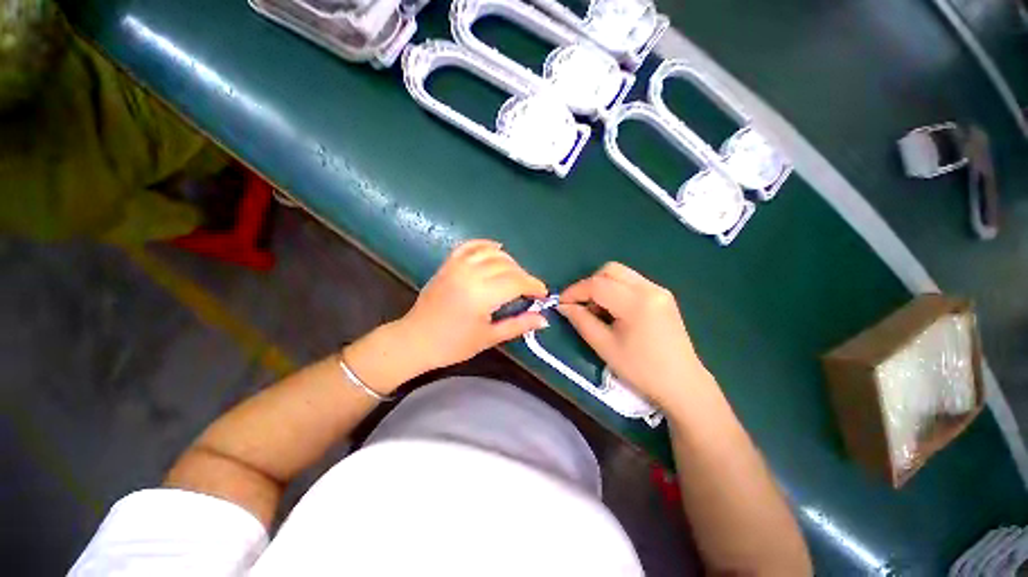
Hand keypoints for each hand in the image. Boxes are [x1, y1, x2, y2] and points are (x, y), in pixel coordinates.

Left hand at [395, 240, 547, 370]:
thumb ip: (518, 325)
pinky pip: (470, 246)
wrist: (415, 340)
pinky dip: (486, 244)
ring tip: (515, 275)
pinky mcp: (448, 264)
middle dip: (524, 276)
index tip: (542, 294)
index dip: (534, 286)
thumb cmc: (453, 345)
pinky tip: (497, 249)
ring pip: (492, 253)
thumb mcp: (489, 338)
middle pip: (507, 266)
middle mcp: (470, 275)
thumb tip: (543, 319)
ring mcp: (457, 266)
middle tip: (529, 291)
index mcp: (481, 295)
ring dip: (509, 261)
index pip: (517, 282)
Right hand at [558, 263, 708, 407]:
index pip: (597, 284)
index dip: (575, 291)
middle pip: (610, 270)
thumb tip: (563, 306)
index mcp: (636, 302)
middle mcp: (649, 288)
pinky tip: (614, 311)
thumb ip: (581, 321)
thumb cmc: (641, 369)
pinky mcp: (663, 296)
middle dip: (590, 284)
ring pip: (621, 274)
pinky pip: (632, 282)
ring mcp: (659, 290)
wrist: (682, 384)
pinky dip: (616, 290)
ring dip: (603, 286)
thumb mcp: (604, 346)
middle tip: (581, 306)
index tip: (561, 302)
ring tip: (598, 311)